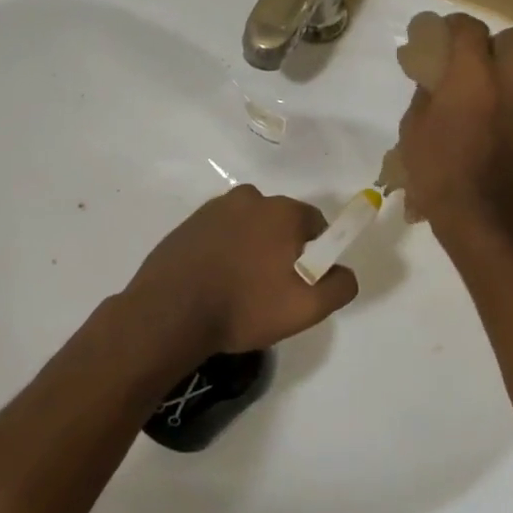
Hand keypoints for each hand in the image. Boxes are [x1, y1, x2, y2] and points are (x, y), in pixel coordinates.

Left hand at [127, 185, 359, 357]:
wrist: (169, 313)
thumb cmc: (245, 306)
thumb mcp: (307, 307)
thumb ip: (340, 285)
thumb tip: (343, 271)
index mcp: (282, 211)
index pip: (316, 224)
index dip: (315, 254)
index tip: (302, 282)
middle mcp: (249, 198)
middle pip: (280, 223)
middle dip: (282, 250)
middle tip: (271, 289)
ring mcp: (213, 209)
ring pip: (248, 228)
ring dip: (250, 249)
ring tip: (238, 289)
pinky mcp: (187, 224)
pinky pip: (219, 235)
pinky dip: (223, 252)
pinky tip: (214, 282)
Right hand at [398, 14, 512, 228]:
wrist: (471, 211)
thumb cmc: (433, 167)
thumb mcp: (413, 125)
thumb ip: (427, 94)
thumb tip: (436, 79)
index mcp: (472, 75)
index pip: (470, 29)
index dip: (458, 25)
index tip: (450, 32)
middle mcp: (512, 81)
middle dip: (509, 45)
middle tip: (495, 60)